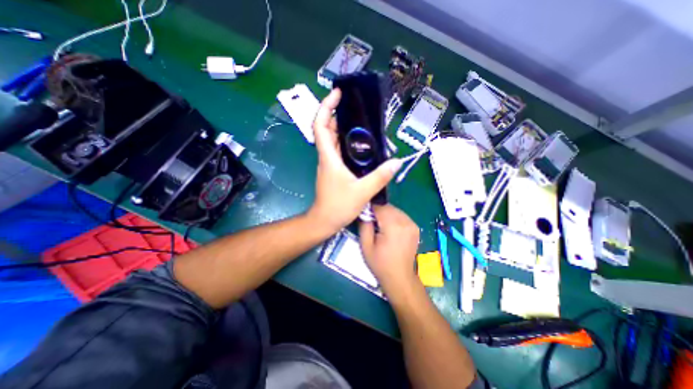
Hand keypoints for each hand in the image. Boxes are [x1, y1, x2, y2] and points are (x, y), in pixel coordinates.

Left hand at [306, 88, 404, 232]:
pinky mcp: (333, 170)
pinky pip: (338, 150)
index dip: (326, 107)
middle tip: (353, 105)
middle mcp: (326, 156)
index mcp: (329, 157)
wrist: (325, 220)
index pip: (321, 125)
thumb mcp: (362, 191)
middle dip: (336, 113)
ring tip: (360, 120)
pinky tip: (360, 143)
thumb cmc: (339, 206)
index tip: (337, 94)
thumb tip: (397, 162)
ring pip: (332, 139)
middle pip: (326, 129)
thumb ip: (380, 176)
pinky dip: (346, 141)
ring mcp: (329, 163)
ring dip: (342, 127)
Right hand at [361, 205, 419, 293]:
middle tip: (371, 221)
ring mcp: (412, 224)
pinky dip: (394, 217)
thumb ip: (364, 225)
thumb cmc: (380, 263)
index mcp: (393, 226)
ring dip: (386, 213)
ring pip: (395, 210)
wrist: (400, 277)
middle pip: (388, 207)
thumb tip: (364, 212)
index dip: (370, 208)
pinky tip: (390, 228)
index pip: (380, 206)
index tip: (364, 213)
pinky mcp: (415, 227)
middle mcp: (405, 221)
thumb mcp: (366, 246)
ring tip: (380, 225)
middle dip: (378, 210)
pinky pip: (402, 215)